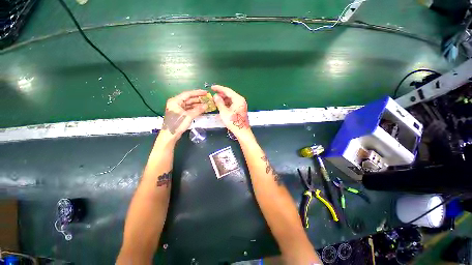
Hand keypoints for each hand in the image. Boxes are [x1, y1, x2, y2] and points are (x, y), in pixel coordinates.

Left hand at [161, 90, 207, 140]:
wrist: (170, 135)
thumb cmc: (177, 124)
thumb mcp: (188, 116)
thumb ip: (198, 110)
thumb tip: (206, 105)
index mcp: (175, 101)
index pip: (188, 94)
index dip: (197, 93)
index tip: (205, 92)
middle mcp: (176, 103)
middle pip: (189, 99)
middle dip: (198, 99)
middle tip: (207, 99)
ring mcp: (178, 109)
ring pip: (189, 104)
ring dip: (197, 105)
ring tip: (206, 104)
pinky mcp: (180, 114)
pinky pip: (189, 109)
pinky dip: (195, 109)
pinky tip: (201, 109)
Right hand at [211, 85, 250, 137]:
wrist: (242, 131)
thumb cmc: (233, 122)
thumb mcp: (224, 112)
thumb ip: (219, 102)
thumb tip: (215, 96)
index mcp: (238, 99)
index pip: (227, 90)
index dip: (219, 88)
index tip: (212, 87)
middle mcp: (240, 100)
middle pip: (229, 94)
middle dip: (221, 94)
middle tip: (213, 96)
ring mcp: (241, 105)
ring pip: (230, 99)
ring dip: (223, 99)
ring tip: (216, 101)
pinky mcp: (240, 109)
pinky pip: (232, 104)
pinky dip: (226, 104)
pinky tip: (221, 106)